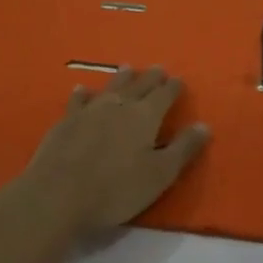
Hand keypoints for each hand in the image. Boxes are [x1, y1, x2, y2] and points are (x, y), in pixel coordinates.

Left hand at [6, 65, 211, 235]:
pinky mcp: (65, 122)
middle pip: (139, 85)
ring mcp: (89, 111)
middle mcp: (119, 105)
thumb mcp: (160, 174)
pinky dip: (83, 94)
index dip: (173, 88)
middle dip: (151, 77)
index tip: (179, 81)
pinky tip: (82, 90)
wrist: (57, 195)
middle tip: (158, 68)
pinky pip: (78, 100)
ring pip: (110, 87)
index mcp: (145, 116)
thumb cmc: (116, 189)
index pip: (165, 95)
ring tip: (127, 68)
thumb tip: (204, 125)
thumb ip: (183, 148)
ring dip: (121, 77)